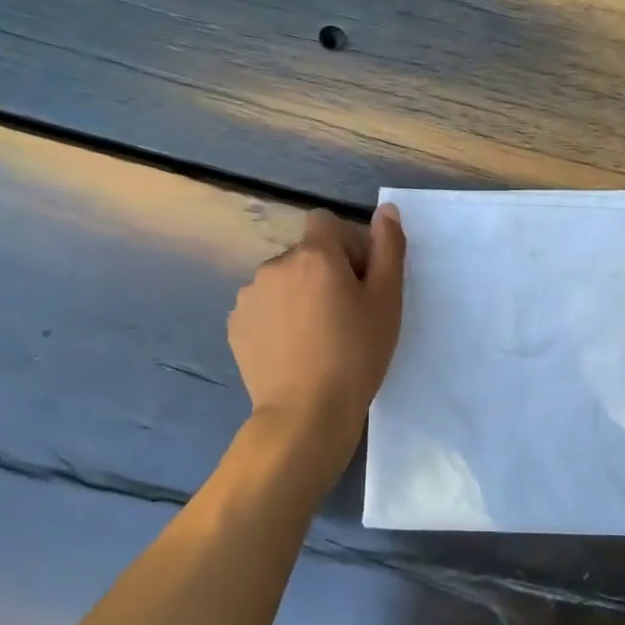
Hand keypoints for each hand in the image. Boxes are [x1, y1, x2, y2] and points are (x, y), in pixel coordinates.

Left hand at [229, 205, 405, 445]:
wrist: (305, 414)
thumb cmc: (356, 355)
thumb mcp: (387, 301)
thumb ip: (388, 248)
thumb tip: (385, 209)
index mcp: (314, 255)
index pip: (326, 222)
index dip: (346, 244)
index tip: (359, 279)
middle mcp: (275, 265)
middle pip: (306, 253)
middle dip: (324, 272)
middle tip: (345, 315)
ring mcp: (249, 296)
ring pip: (283, 280)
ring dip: (299, 294)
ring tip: (316, 336)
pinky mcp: (235, 325)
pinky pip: (263, 307)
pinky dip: (278, 318)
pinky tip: (292, 349)